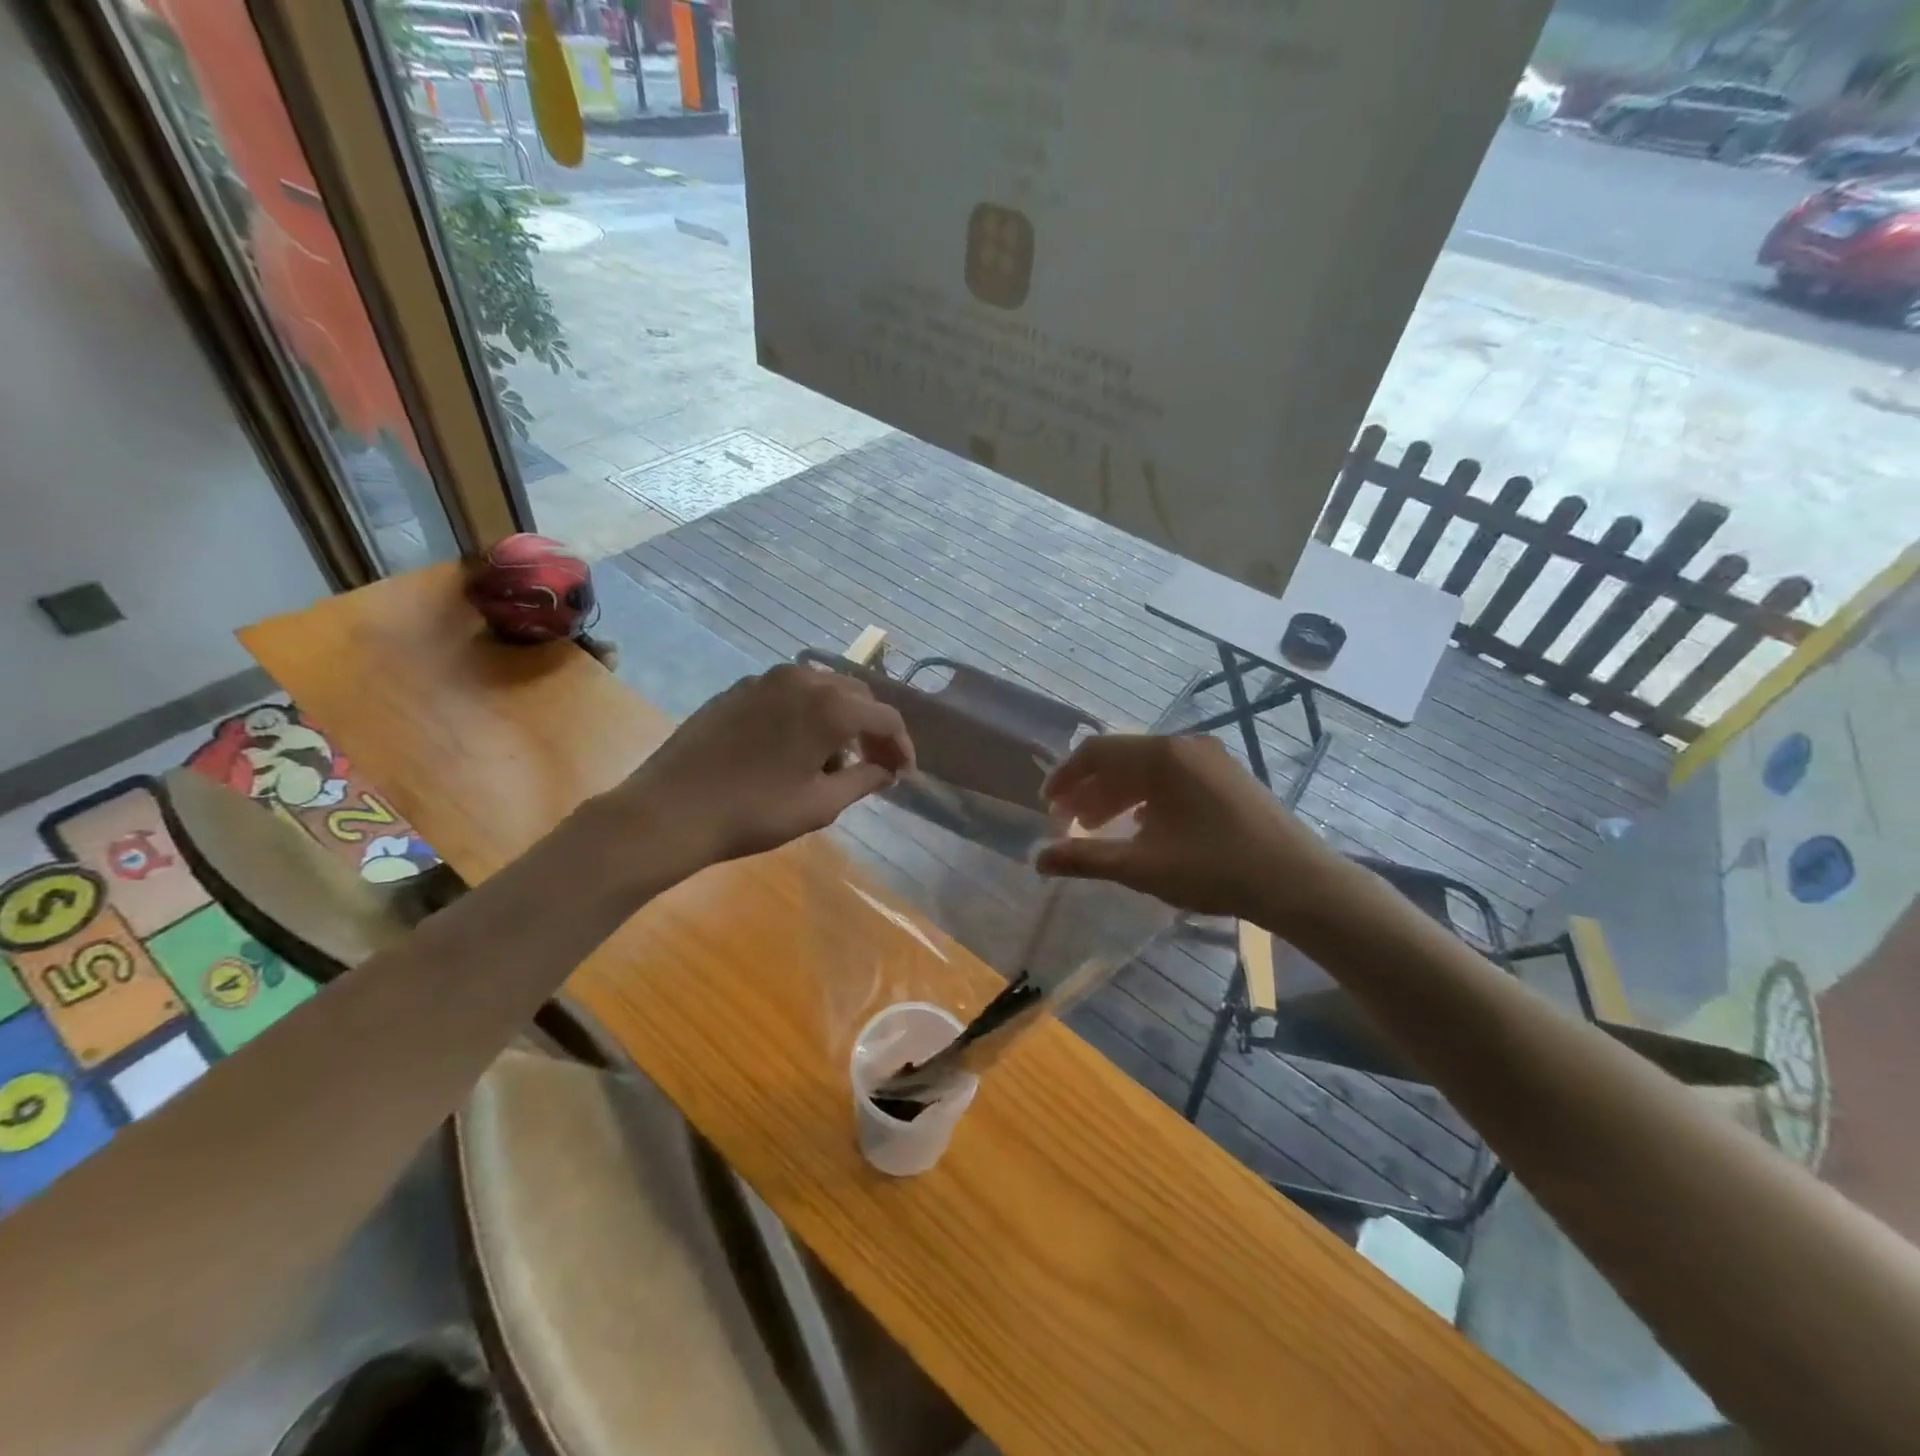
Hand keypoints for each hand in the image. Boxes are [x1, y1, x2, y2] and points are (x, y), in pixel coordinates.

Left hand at [608, 665, 913, 876]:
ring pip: (821, 690)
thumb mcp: (820, 804)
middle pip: (856, 697)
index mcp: (830, 705)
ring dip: (838, 720)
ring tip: (830, 762)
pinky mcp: (738, 689)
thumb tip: (888, 770)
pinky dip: (805, 714)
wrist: (670, 810)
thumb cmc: (754, 812)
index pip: (885, 718)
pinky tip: (793, 749)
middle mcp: (802, 679)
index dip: (901, 746)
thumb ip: (864, 780)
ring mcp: (766, 679)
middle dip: (871, 730)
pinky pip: (788, 694)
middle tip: (874, 765)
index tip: (903, 775)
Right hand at [1036, 735, 1337, 921]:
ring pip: (1148, 769)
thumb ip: (1086, 859)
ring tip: (1099, 829)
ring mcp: (1211, 759)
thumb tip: (1037, 859)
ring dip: (1117, 795)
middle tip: (1069, 824)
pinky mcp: (1228, 777)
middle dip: (1089, 790)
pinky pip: (1173, 777)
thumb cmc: (1215, 869)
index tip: (1048, 807)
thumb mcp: (1142, 867)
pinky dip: (1147, 798)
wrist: (1298, 882)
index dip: (1065, 777)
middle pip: (1121, 759)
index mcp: (1162, 756)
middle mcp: (1185, 746)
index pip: (1097, 752)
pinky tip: (1143, 829)